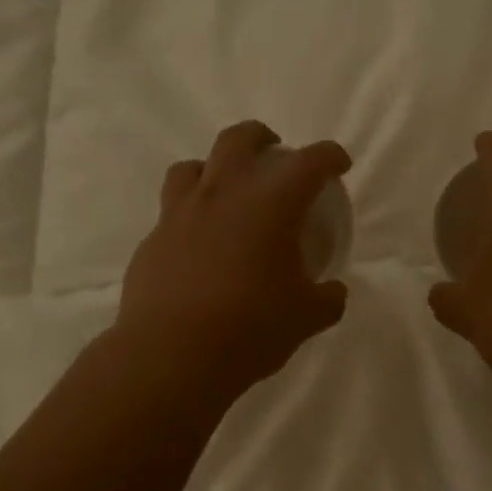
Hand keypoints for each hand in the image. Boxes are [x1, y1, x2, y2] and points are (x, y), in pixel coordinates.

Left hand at [117, 121, 351, 396]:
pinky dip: (189, 215)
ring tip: (225, 190)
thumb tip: (333, 292)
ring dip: (214, 168)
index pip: (309, 162)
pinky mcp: (153, 239)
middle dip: (261, 138)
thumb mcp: (306, 318)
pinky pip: (171, 211)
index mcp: (271, 203)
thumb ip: (327, 299)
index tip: (338, 163)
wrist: (172, 353)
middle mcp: (223, 194)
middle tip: (274, 151)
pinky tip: (197, 243)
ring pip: (193, 166)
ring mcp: (181, 213)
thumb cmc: (250, 328)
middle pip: (239, 139)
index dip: (329, 156)